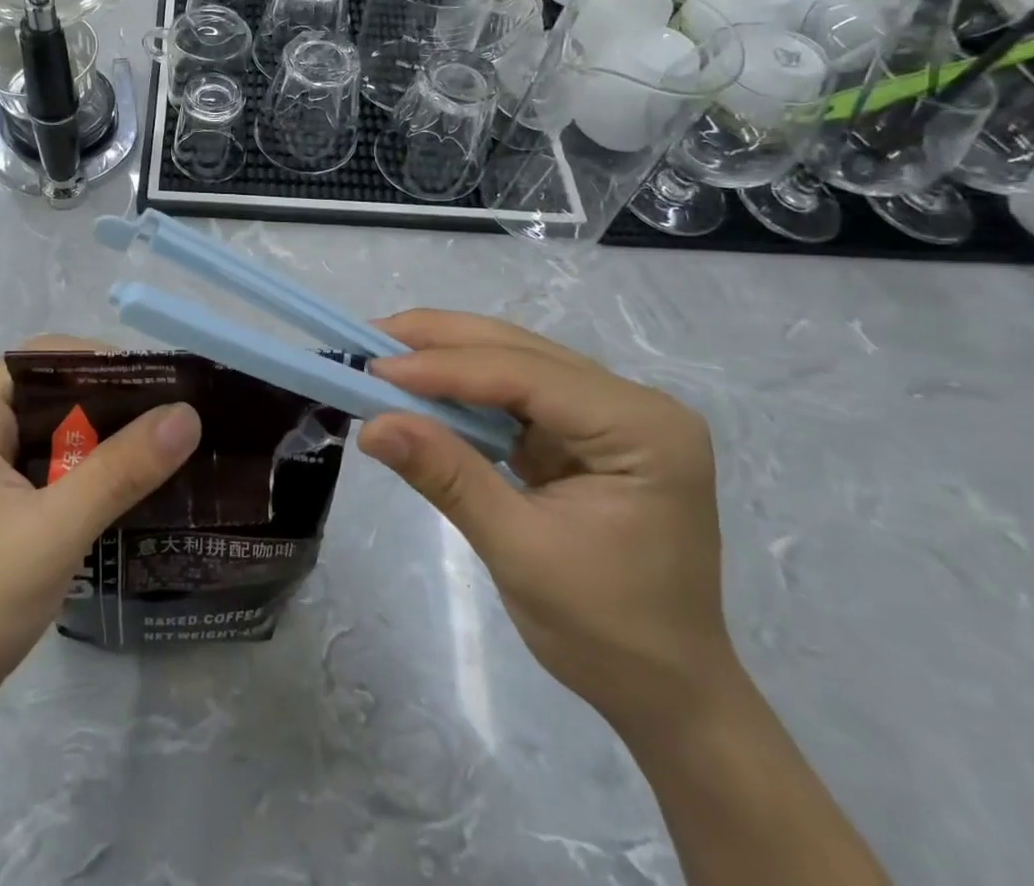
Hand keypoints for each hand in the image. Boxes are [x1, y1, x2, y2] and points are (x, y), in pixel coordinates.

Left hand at [0, 339, 200, 721]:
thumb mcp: (53, 530)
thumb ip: (121, 469)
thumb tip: (188, 414)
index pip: (48, 358)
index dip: (109, 365)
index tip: (167, 387)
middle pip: (54, 388)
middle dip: (114, 403)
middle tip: (178, 418)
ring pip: (56, 424)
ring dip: (106, 435)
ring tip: (168, 442)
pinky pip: (50, 458)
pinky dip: (90, 464)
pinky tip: (133, 478)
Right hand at [357, 311, 736, 733]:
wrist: (667, 692)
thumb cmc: (606, 632)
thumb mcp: (520, 551)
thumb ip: (448, 477)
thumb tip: (372, 426)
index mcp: (642, 427)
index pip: (528, 375)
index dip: (446, 368)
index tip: (373, 370)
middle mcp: (632, 403)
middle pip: (522, 351)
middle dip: (440, 342)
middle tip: (367, 341)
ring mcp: (611, 413)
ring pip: (515, 361)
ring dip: (447, 357)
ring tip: (382, 354)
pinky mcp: (585, 429)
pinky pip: (515, 392)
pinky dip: (464, 388)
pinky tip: (422, 384)